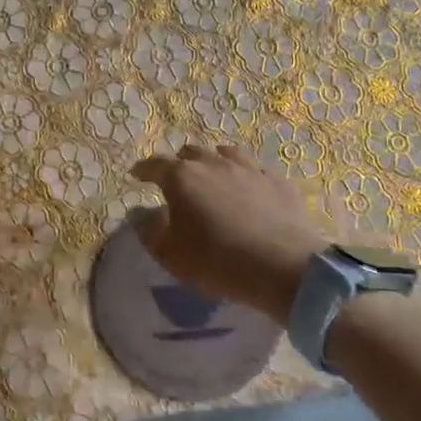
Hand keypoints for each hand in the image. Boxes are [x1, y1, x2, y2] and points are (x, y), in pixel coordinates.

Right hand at [128, 144, 329, 323]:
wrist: (284, 267)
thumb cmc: (217, 260)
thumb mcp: (170, 253)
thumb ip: (149, 229)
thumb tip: (140, 213)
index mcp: (182, 177)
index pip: (155, 165)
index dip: (143, 169)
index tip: (136, 175)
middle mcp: (214, 163)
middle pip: (190, 153)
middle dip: (179, 163)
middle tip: (177, 179)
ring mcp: (249, 168)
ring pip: (225, 153)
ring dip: (213, 161)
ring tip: (213, 175)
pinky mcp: (278, 181)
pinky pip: (255, 169)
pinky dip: (245, 175)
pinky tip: (249, 188)